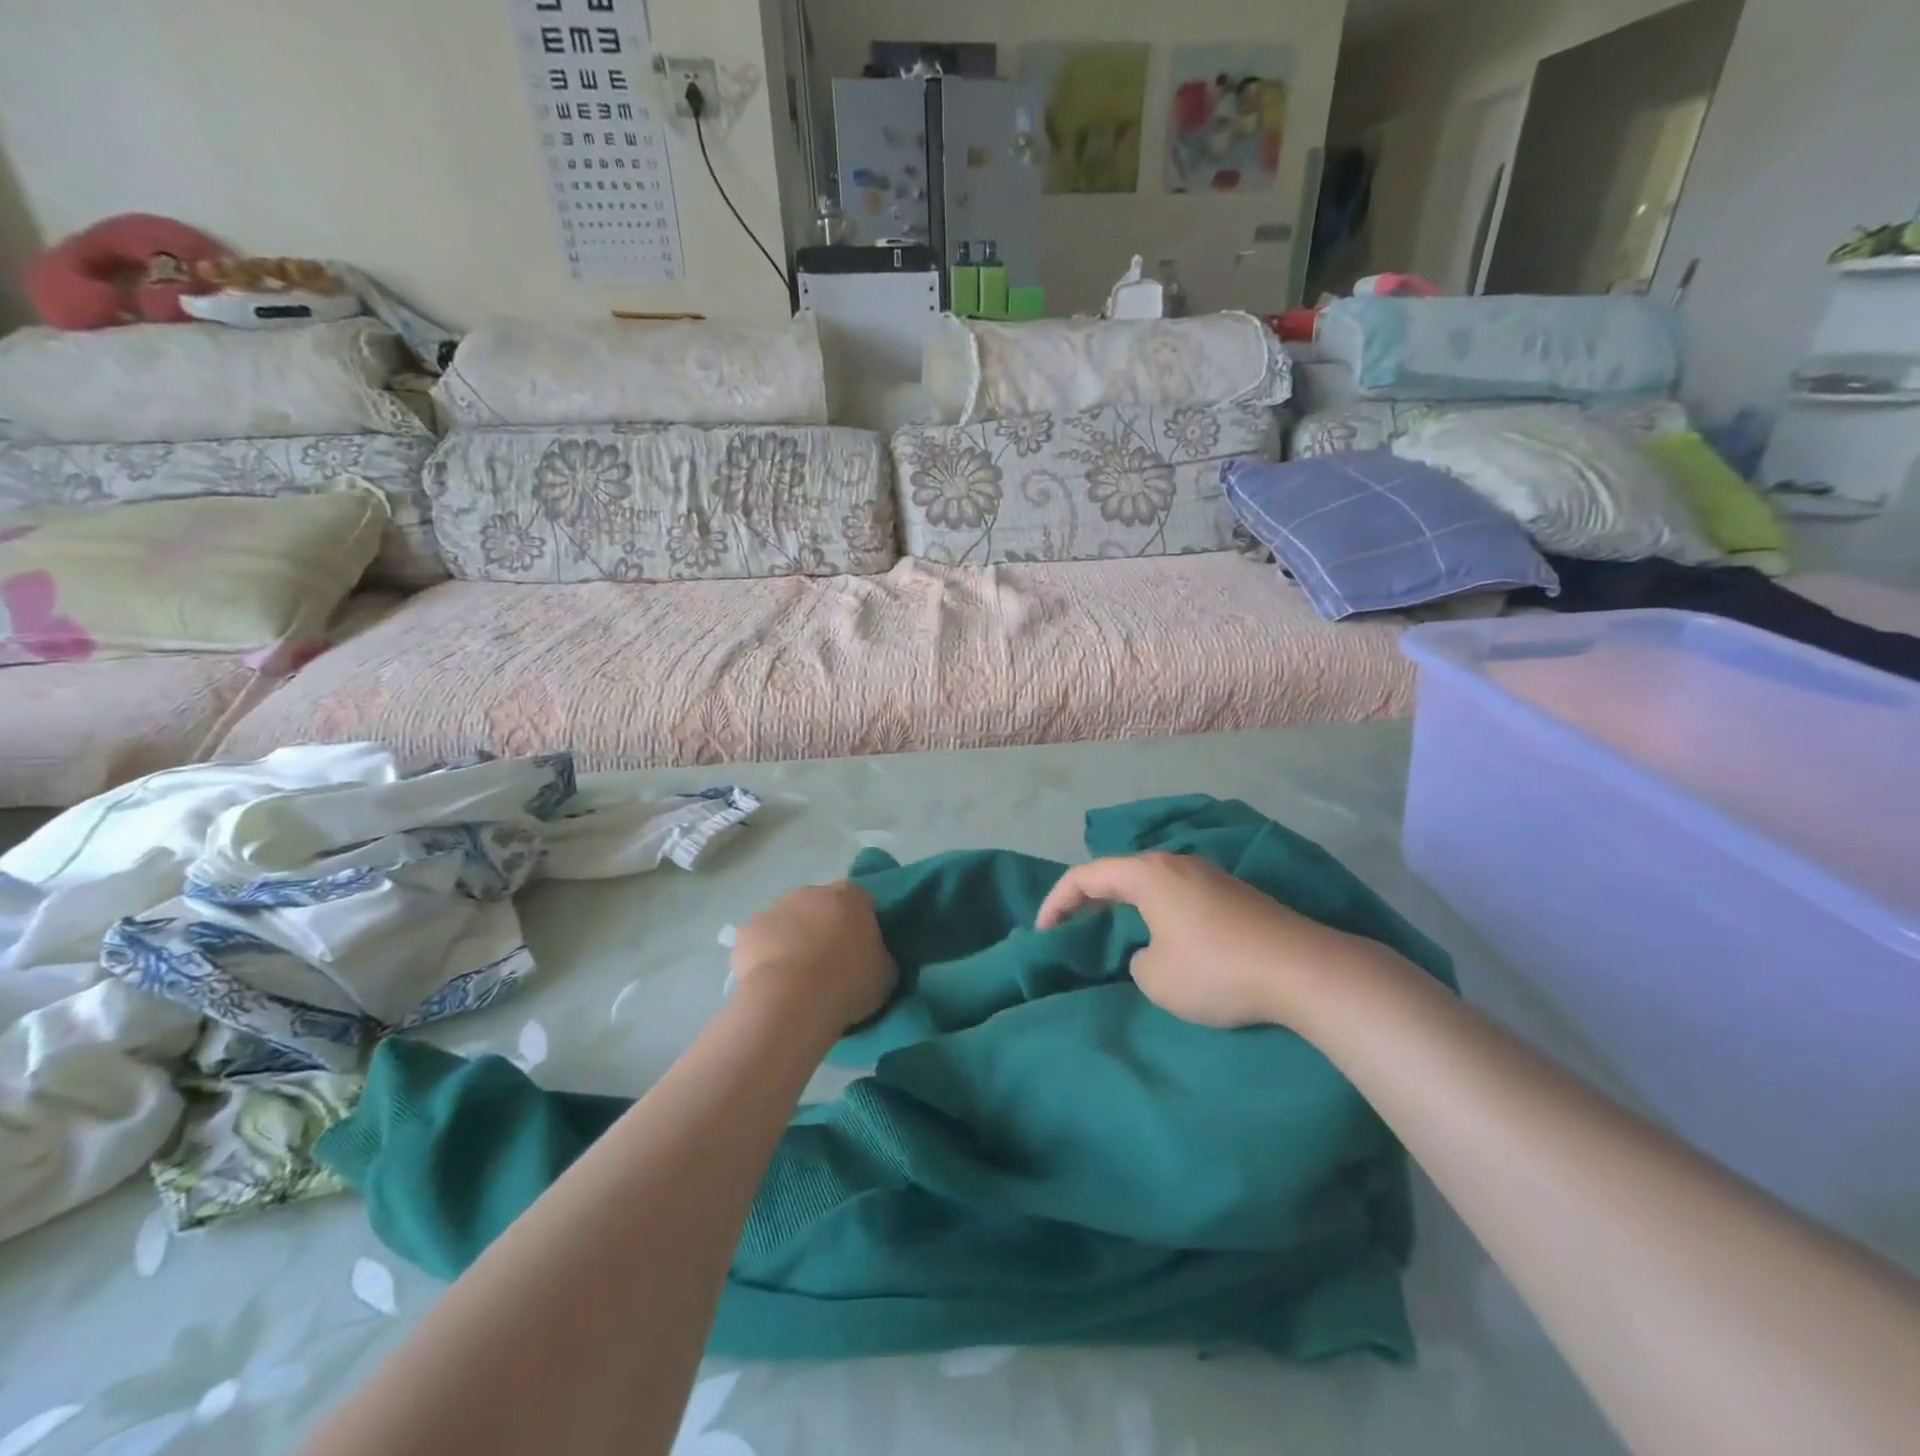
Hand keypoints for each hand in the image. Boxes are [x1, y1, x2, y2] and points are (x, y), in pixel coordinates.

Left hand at [731, 881, 895, 1030]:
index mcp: (851, 896)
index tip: (862, 949)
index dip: (861, 924)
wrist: (792, 1001)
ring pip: (788, 920)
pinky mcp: (746, 931)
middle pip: (821, 906)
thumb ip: (881, 955)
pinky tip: (771, 981)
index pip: (861, 901)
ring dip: (793, 938)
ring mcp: (775, 908)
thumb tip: (874, 956)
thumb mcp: (886, 973)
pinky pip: (760, 941)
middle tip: (830, 963)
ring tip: (797, 977)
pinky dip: (765, 955)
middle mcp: (812, 892)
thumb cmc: (847, 983)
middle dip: (824, 927)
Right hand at [1036, 853, 1398, 1031]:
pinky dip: (1157, 911)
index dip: (1056, 902)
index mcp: (1148, 874)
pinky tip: (1165, 938)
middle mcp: (1176, 863)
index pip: (1085, 876)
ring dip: (1126, 906)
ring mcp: (1210, 875)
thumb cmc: (1217, 971)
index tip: (1042, 933)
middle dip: (1089, 901)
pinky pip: (1179, 895)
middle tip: (1072, 930)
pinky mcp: (1235, 894)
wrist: (1305, 971)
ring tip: (1114, 934)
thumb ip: (1136, 960)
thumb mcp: (1155, 978)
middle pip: (1118, 873)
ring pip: (1151, 883)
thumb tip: (1152, 951)